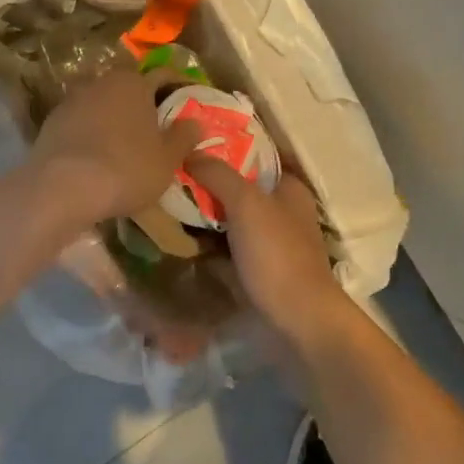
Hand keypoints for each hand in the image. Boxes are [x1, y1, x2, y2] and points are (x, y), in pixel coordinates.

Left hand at [30, 70, 199, 223]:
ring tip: (124, 142)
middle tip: (156, 125)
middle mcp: (101, 82)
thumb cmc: (126, 169)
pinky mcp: (51, 123)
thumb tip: (196, 122)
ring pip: (101, 103)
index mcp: (133, 83)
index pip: (162, 75)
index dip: (177, 87)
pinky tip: (97, 155)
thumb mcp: (167, 159)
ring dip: (114, 117)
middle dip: (142, 102)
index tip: (186, 101)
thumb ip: (183, 138)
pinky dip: (91, 133)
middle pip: (128, 87)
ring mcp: (71, 101)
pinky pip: (80, 123)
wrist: (62, 188)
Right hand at [185, 160, 347, 339]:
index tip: (188, 142)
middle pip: (238, 186)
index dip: (224, 146)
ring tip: (164, 201)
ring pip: (229, 217)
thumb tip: (190, 152)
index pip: (254, 154)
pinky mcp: (257, 268)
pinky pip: (226, 246)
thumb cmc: (277, 254)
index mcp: (289, 187)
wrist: (298, 320)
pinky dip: (207, 241)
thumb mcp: (247, 204)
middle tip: (167, 173)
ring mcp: (269, 241)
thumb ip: (218, 174)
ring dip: (204, 213)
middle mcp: (282, 209)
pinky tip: (178, 236)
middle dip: (207, 181)